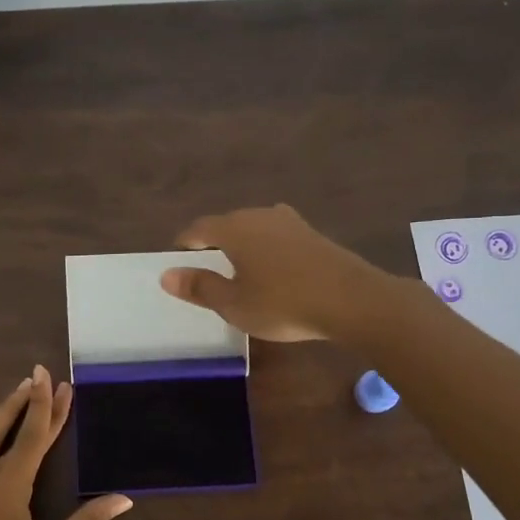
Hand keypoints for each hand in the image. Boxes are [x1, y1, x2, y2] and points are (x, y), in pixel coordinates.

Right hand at [159, 204, 382, 341]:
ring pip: (254, 228)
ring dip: (242, 244)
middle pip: (227, 224)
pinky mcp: (313, 233)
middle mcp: (259, 215)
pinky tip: (272, 269)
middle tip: (206, 266)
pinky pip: (277, 236)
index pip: (199, 228)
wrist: (352, 300)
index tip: (178, 258)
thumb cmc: (283, 303)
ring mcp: (290, 222)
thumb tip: (167, 275)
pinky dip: (266, 249)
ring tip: (238, 268)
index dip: (184, 243)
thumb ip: (200, 287)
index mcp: (234, 229)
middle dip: (213, 242)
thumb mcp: (234, 304)